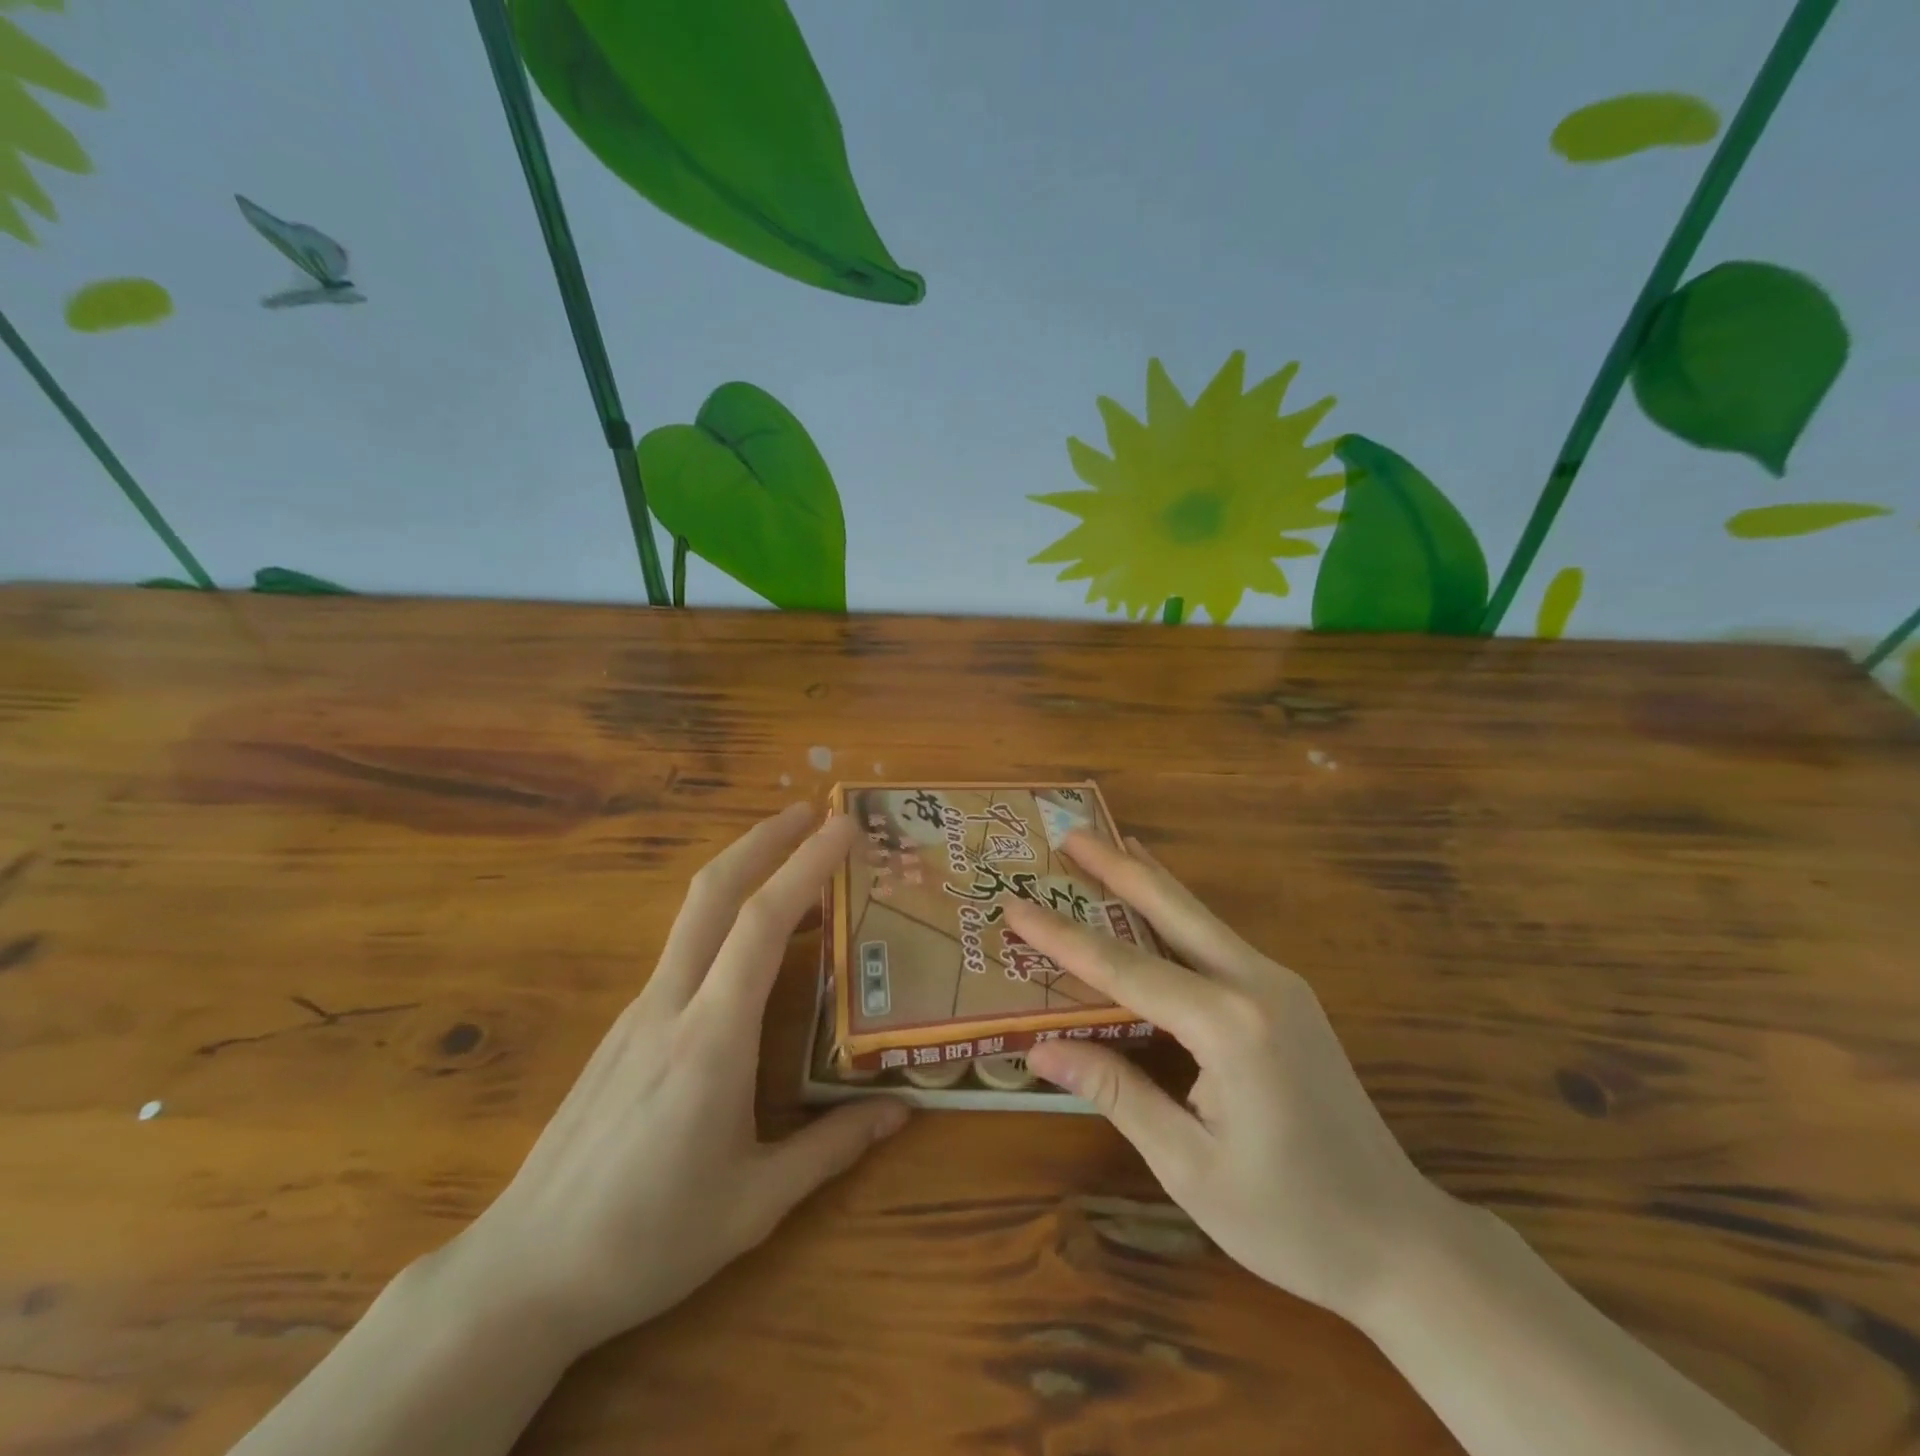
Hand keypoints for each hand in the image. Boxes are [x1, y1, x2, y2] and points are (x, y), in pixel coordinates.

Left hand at [442, 805, 908, 1358]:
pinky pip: (684, 951)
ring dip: (744, 871)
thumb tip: (901, 1110)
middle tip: (814, 812)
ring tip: (796, 865)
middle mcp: (671, 1004)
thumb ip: (832, 1148)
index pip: (762, 924)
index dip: (805, 865)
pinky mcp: (624, 1027)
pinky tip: (753, 947)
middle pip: (712, 892)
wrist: (523, 1272)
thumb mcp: (755, 1204)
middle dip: (764, 839)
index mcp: (711, 1039)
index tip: (842, 826)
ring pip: (693, 915)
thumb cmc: (648, 1240)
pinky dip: (726, 920)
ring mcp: (639, 1011)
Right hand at [1009, 833, 1449, 1321]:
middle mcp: (1256, 986)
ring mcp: (1280, 985)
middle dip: (1117, 868)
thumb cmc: (1289, 1217)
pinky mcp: (1287, 997)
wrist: (1401, 1241)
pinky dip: (1177, 912)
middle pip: (1172, 910)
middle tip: (1070, 833)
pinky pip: (1218, 940)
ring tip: (1107, 846)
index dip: (1062, 937)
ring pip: (1199, 917)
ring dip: (1149, 880)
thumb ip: (1115, 1091)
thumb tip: (1040, 1049)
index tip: (1015, 903)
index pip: (1124, 968)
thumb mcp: (1188, 1164)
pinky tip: (1159, 902)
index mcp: (1229, 1026)